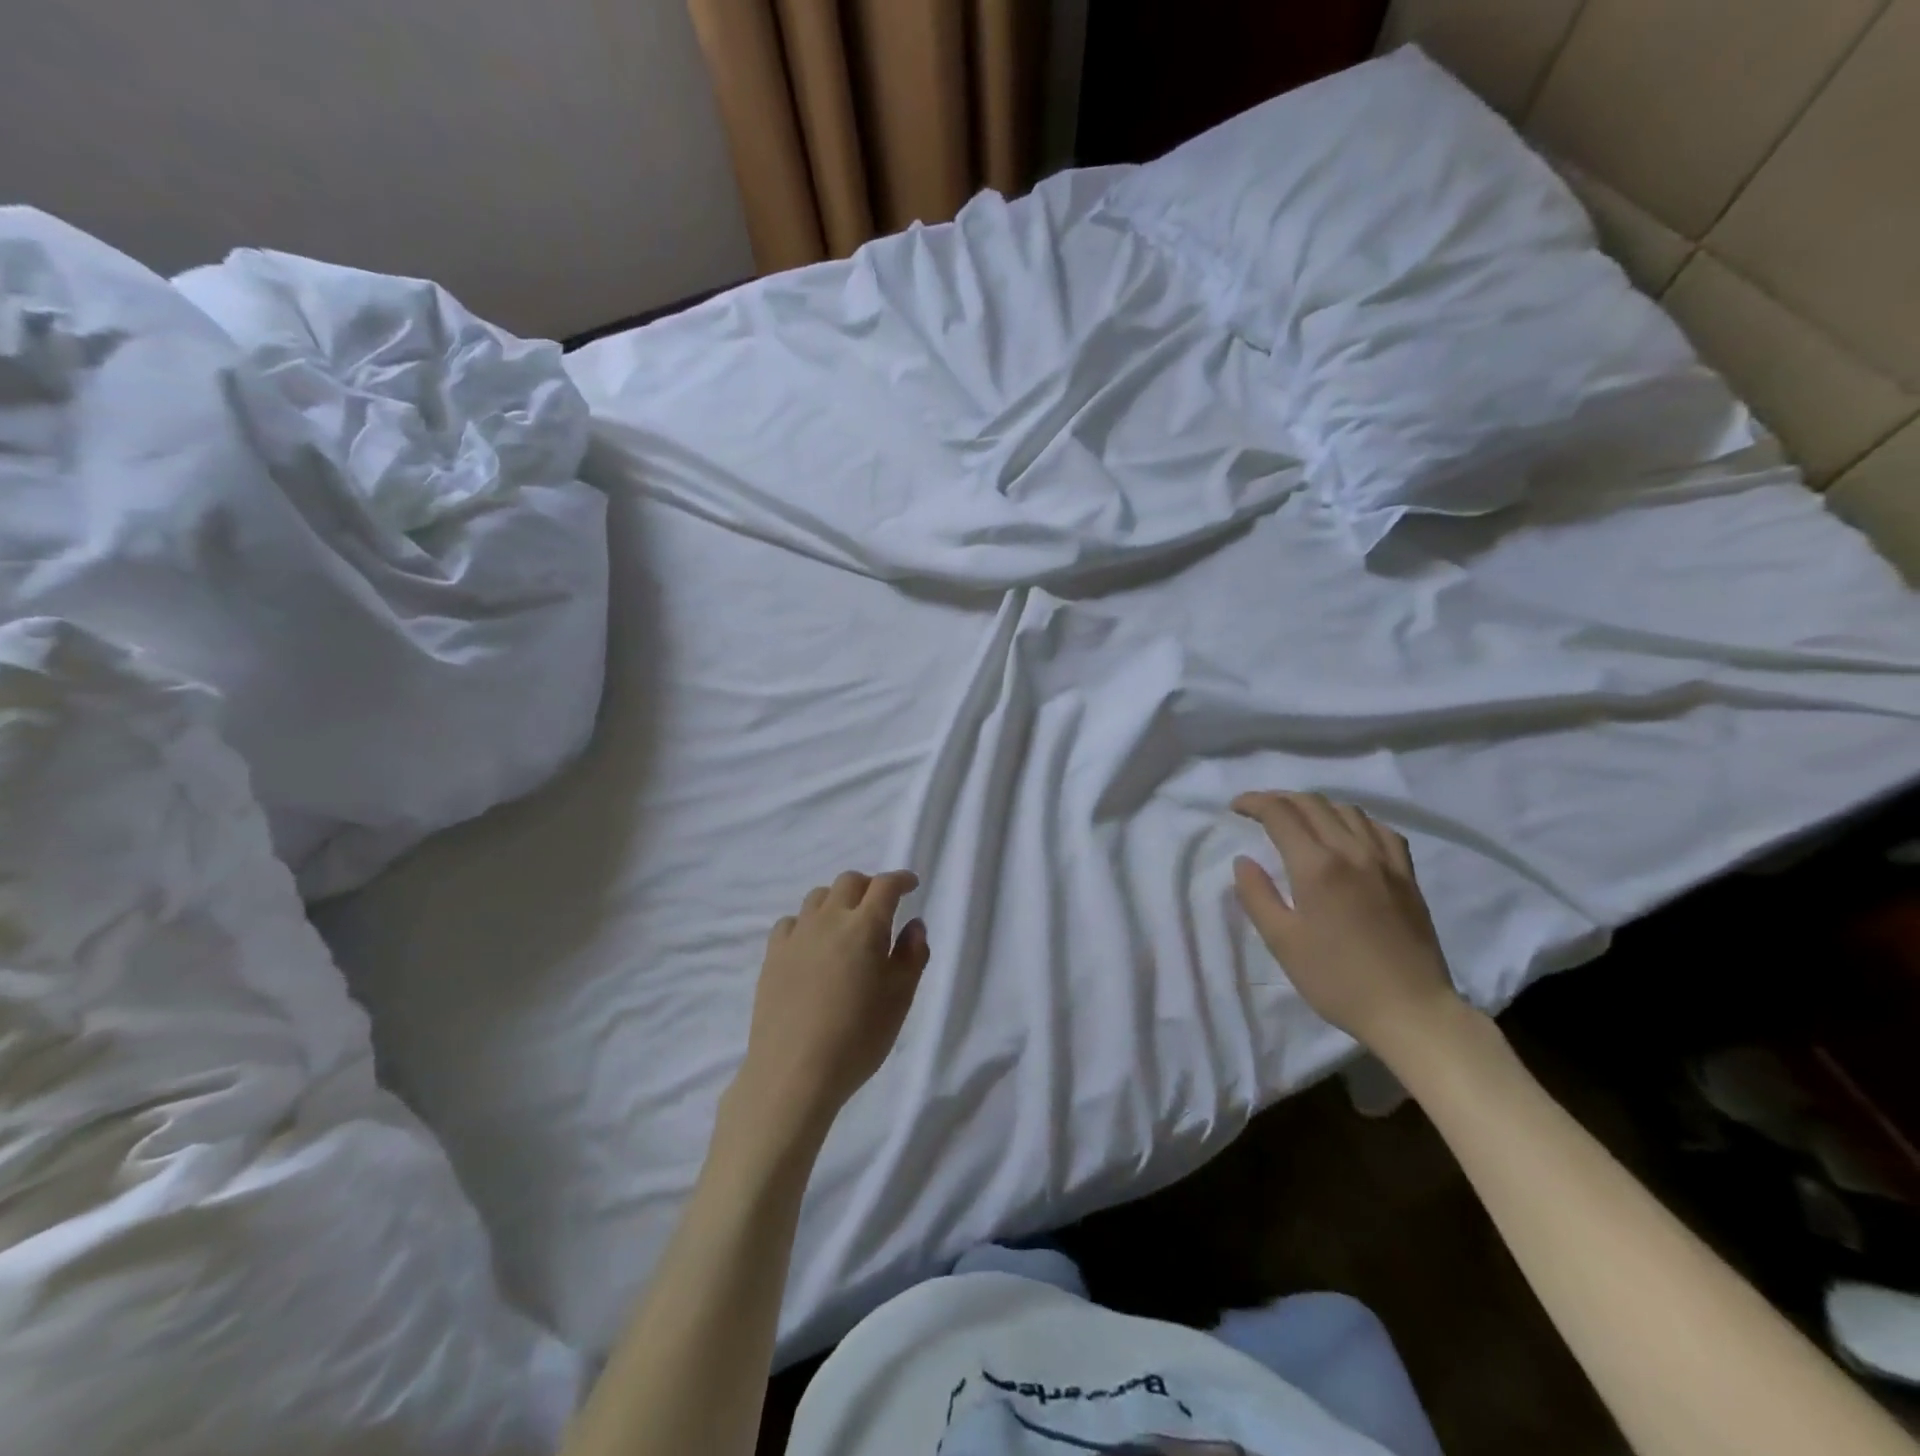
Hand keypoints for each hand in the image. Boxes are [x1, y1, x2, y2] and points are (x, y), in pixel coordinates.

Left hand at [732, 871, 928, 1137]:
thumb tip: (914, 924)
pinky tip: (813, 944)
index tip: (911, 885)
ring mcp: (797, 935)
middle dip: (869, 886)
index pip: (885, 886)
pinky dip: (808, 922)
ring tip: (847, 924)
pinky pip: (791, 922)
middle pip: (849, 881)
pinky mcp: (772, 955)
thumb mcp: (900, 999)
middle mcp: (829, 919)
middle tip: (881, 906)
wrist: (794, 1072)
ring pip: (818, 897)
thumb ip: (913, 955)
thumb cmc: (858, 1037)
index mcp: (865, 926)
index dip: (901, 879)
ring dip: (838, 900)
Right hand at [1231, 791, 1461, 1060]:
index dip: (1254, 802)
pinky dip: (1354, 821)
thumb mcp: (1282, 942)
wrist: (1411, 1011)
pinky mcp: (1407, 876)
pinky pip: (1380, 830)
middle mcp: (1352, 851)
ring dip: (1316, 806)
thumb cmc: (1337, 980)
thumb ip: (1257, 896)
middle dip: (1280, 799)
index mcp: (1317, 866)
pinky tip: (1347, 835)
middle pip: (1313, 804)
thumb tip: (1244, 861)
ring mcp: (1385, 861)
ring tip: (1299, 820)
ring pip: (1347, 810)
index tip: (1235, 807)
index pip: (1280, 814)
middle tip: (1259, 810)